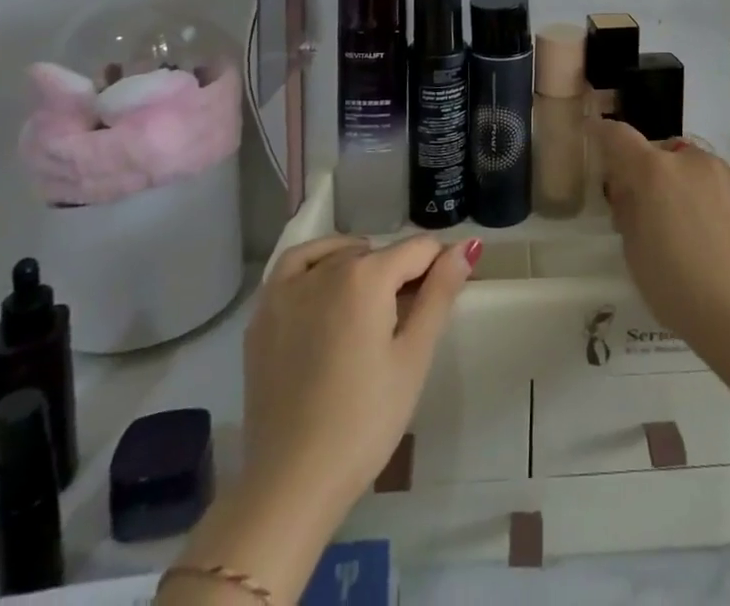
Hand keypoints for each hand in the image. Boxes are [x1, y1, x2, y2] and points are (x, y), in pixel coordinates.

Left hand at [241, 234, 479, 513]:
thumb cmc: (365, 421)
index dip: (439, 268)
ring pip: (340, 256)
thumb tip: (466, 247)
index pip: (419, 249)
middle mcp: (326, 269)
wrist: (292, 482)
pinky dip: (317, 261)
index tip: (442, 298)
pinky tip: (326, 283)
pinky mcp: (264, 314)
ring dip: (362, 268)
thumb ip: (440, 293)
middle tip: (404, 324)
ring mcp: (288, 289)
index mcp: (367, 276)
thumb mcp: (414, 357)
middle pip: (379, 253)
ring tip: (371, 310)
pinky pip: (295, 264)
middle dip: (400, 275)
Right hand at [587, 118, 729, 366]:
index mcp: (654, 173)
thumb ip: (628, 210)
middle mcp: (692, 161)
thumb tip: (631, 190)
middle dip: (655, 173)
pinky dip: (720, 203)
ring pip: (699, 169)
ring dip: (689, 186)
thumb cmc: (678, 289)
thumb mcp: (634, 253)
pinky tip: (726, 241)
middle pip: (664, 153)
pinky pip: (728, 189)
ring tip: (697, 231)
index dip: (605, 133)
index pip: (619, 136)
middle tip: (656, 211)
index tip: (598, 135)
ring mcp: (729, 174)